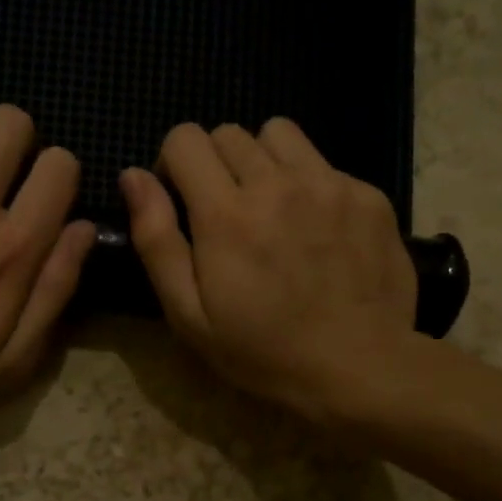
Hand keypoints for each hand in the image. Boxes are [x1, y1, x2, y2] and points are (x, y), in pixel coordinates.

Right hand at [122, 120, 422, 424]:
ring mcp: (329, 184)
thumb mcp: (188, 313)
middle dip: (215, 164)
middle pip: (229, 133)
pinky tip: (316, 229)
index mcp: (225, 214)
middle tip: (225, 214)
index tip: (183, 202)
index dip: (174, 164)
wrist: (359, 367)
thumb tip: (133, 176)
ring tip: (270, 206)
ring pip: (279, 134)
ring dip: (262, 160)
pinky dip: (308, 183)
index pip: (185, 138)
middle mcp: (276, 183)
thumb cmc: (262, 350)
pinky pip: (324, 164)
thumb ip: (156, 239)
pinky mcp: (368, 194)